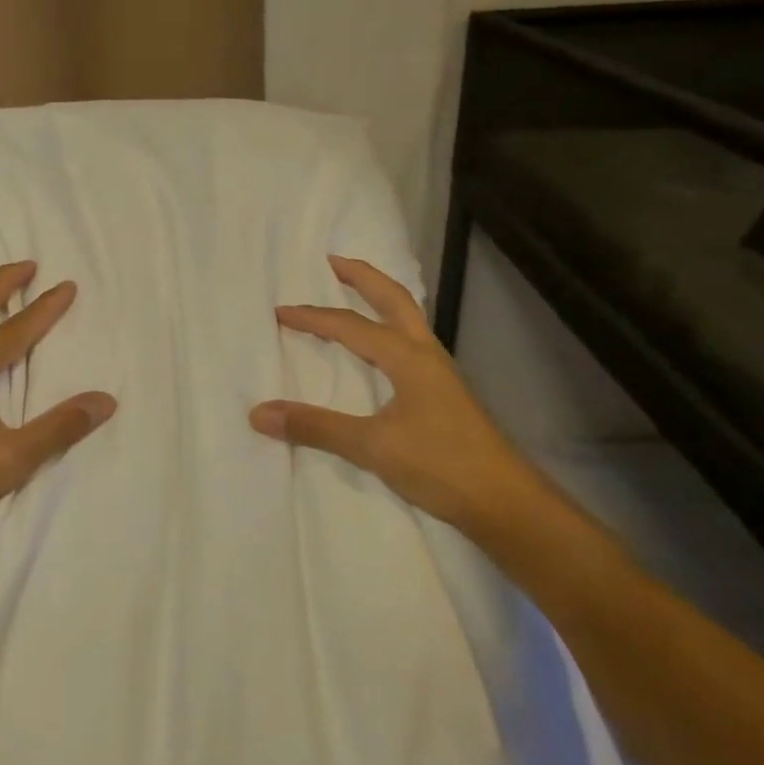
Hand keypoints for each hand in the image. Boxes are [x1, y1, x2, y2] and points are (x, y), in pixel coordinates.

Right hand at [249, 255, 537, 534]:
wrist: (505, 502)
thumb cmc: (442, 465)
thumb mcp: (372, 446)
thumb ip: (316, 427)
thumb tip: (259, 413)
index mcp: (408, 357)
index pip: (351, 326)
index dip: (313, 317)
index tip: (279, 312)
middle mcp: (425, 354)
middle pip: (394, 300)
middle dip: (362, 277)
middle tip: (332, 262)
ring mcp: (439, 373)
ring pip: (407, 319)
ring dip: (379, 299)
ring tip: (354, 293)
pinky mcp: (443, 394)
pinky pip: (410, 344)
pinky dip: (389, 329)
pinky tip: (379, 349)